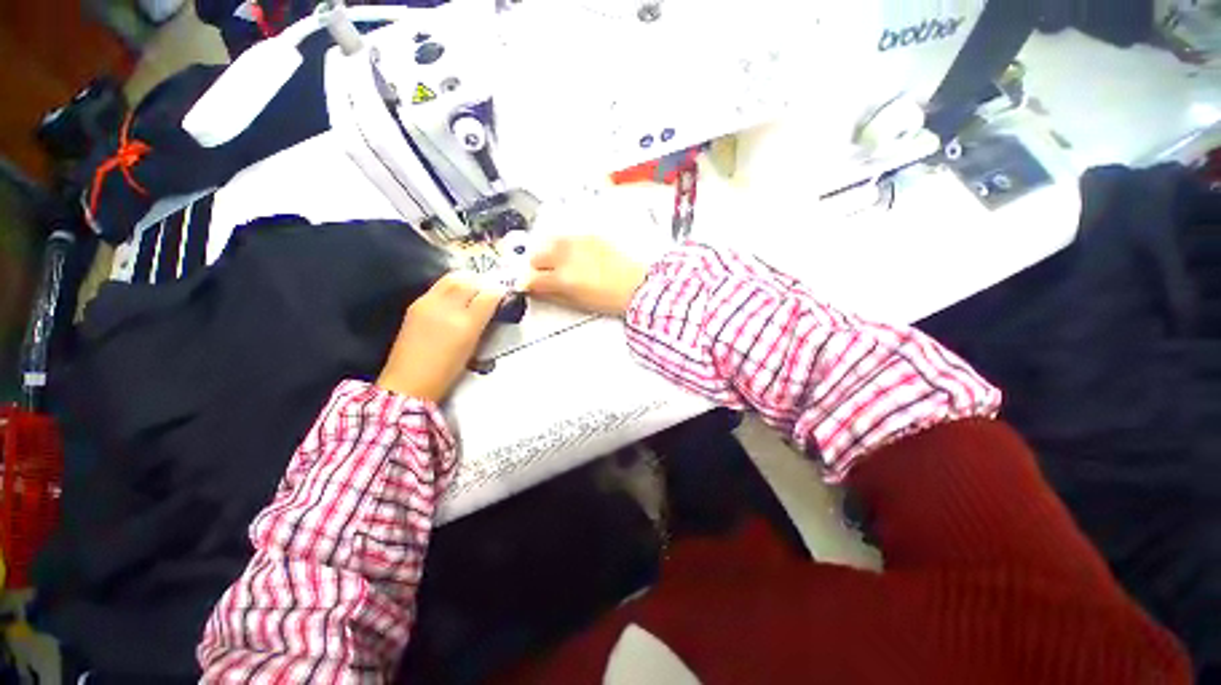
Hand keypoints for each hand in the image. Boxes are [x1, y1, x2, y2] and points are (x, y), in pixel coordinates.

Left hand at [377, 272, 505, 400]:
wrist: (409, 381)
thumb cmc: (447, 372)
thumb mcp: (473, 347)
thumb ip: (484, 323)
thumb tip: (493, 305)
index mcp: (466, 324)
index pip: (488, 296)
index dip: (499, 292)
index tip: (505, 293)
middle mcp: (447, 309)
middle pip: (469, 281)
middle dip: (483, 282)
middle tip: (490, 288)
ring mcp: (428, 304)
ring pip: (452, 279)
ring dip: (467, 280)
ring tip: (474, 287)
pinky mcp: (415, 305)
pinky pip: (438, 286)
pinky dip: (452, 285)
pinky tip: (456, 295)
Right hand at [524, 236, 646, 315]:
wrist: (638, 285)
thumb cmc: (612, 298)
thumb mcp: (578, 303)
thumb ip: (553, 295)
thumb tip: (538, 290)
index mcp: (562, 278)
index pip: (531, 278)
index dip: (527, 284)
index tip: (528, 285)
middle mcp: (566, 255)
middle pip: (535, 255)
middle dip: (536, 266)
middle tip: (545, 274)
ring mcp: (578, 242)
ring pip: (549, 241)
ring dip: (548, 252)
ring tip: (560, 262)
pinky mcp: (590, 235)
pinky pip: (568, 236)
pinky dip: (566, 245)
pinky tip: (576, 255)